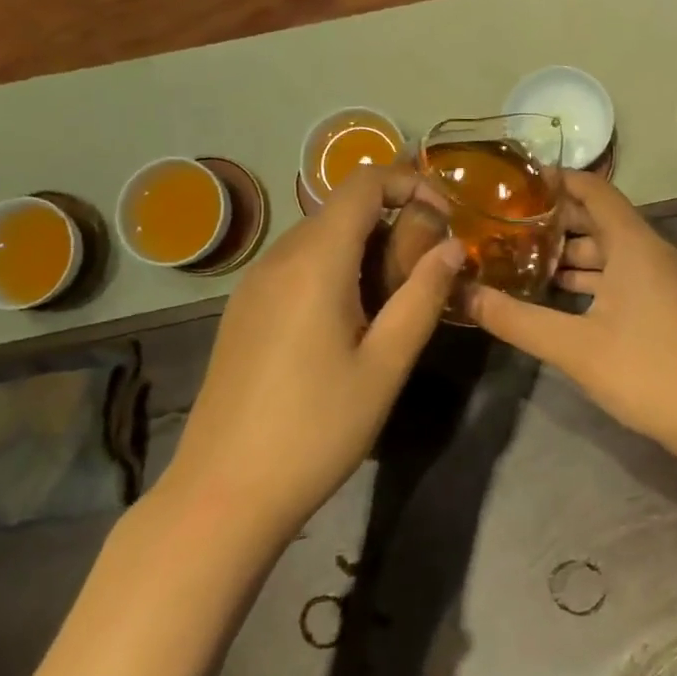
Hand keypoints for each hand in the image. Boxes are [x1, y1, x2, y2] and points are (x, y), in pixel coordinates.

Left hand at [163, 166, 462, 536]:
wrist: (223, 493)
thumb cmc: (316, 429)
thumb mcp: (386, 365)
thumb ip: (423, 296)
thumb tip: (453, 247)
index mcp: (315, 260)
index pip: (364, 182)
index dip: (410, 184)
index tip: (445, 220)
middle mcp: (278, 258)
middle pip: (342, 208)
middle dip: (393, 223)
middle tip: (425, 275)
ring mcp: (254, 284)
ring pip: (320, 237)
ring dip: (365, 249)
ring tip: (393, 304)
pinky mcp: (243, 310)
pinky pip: (297, 265)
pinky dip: (335, 270)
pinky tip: (348, 324)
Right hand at [466, 169, 676, 455]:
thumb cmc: (645, 370)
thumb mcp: (572, 346)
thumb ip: (516, 319)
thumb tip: (464, 294)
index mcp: (633, 243)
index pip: (594, 189)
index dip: (557, 180)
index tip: (516, 183)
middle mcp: (650, 250)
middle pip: (599, 218)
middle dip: (555, 218)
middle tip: (506, 223)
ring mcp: (661, 278)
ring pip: (609, 249)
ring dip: (570, 251)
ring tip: (522, 256)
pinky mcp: (664, 303)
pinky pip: (621, 273)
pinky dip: (590, 276)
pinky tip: (558, 293)